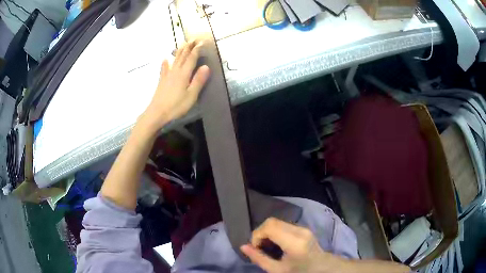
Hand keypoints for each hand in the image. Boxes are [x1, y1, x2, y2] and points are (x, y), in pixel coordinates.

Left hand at [141, 40, 210, 130]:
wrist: (157, 113)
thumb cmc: (176, 106)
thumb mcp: (191, 95)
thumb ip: (198, 80)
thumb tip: (206, 66)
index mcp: (184, 74)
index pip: (191, 58)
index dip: (196, 50)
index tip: (201, 42)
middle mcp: (175, 71)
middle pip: (182, 56)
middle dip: (188, 47)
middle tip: (193, 39)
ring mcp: (167, 76)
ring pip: (174, 60)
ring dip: (179, 51)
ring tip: (182, 44)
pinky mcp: (162, 81)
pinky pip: (164, 69)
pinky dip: (165, 63)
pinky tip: (165, 59)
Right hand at [241, 218, 340, 272]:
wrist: (322, 268)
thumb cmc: (299, 271)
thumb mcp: (277, 270)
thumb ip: (259, 258)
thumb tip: (242, 246)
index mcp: (294, 242)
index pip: (269, 227)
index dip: (257, 235)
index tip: (255, 248)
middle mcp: (300, 231)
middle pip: (272, 221)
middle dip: (260, 232)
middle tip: (260, 247)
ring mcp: (303, 227)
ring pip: (277, 221)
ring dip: (267, 231)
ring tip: (267, 246)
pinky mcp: (304, 227)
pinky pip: (283, 224)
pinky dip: (275, 231)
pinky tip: (276, 243)